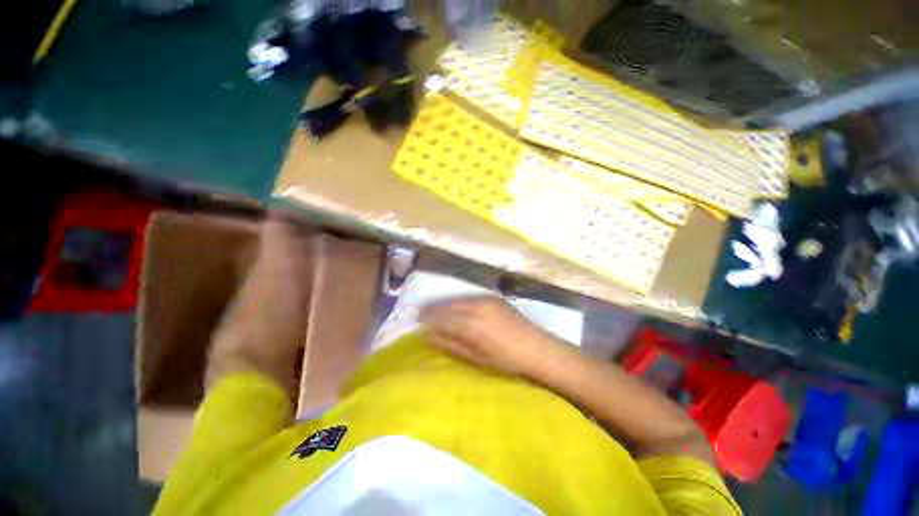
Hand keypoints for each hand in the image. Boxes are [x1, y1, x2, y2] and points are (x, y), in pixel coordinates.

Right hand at [419, 297, 571, 378]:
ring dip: (446, 305)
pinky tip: (457, 309)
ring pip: (458, 299)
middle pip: (448, 305)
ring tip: (437, 312)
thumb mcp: (476, 358)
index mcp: (472, 325)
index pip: (441, 317)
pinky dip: (459, 303)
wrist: (538, 349)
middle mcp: (477, 306)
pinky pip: (470, 298)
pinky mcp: (494, 297)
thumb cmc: (506, 361)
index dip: (427, 319)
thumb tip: (428, 334)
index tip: (417, 321)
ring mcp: (487, 299)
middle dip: (433, 309)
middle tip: (422, 315)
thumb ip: (451, 344)